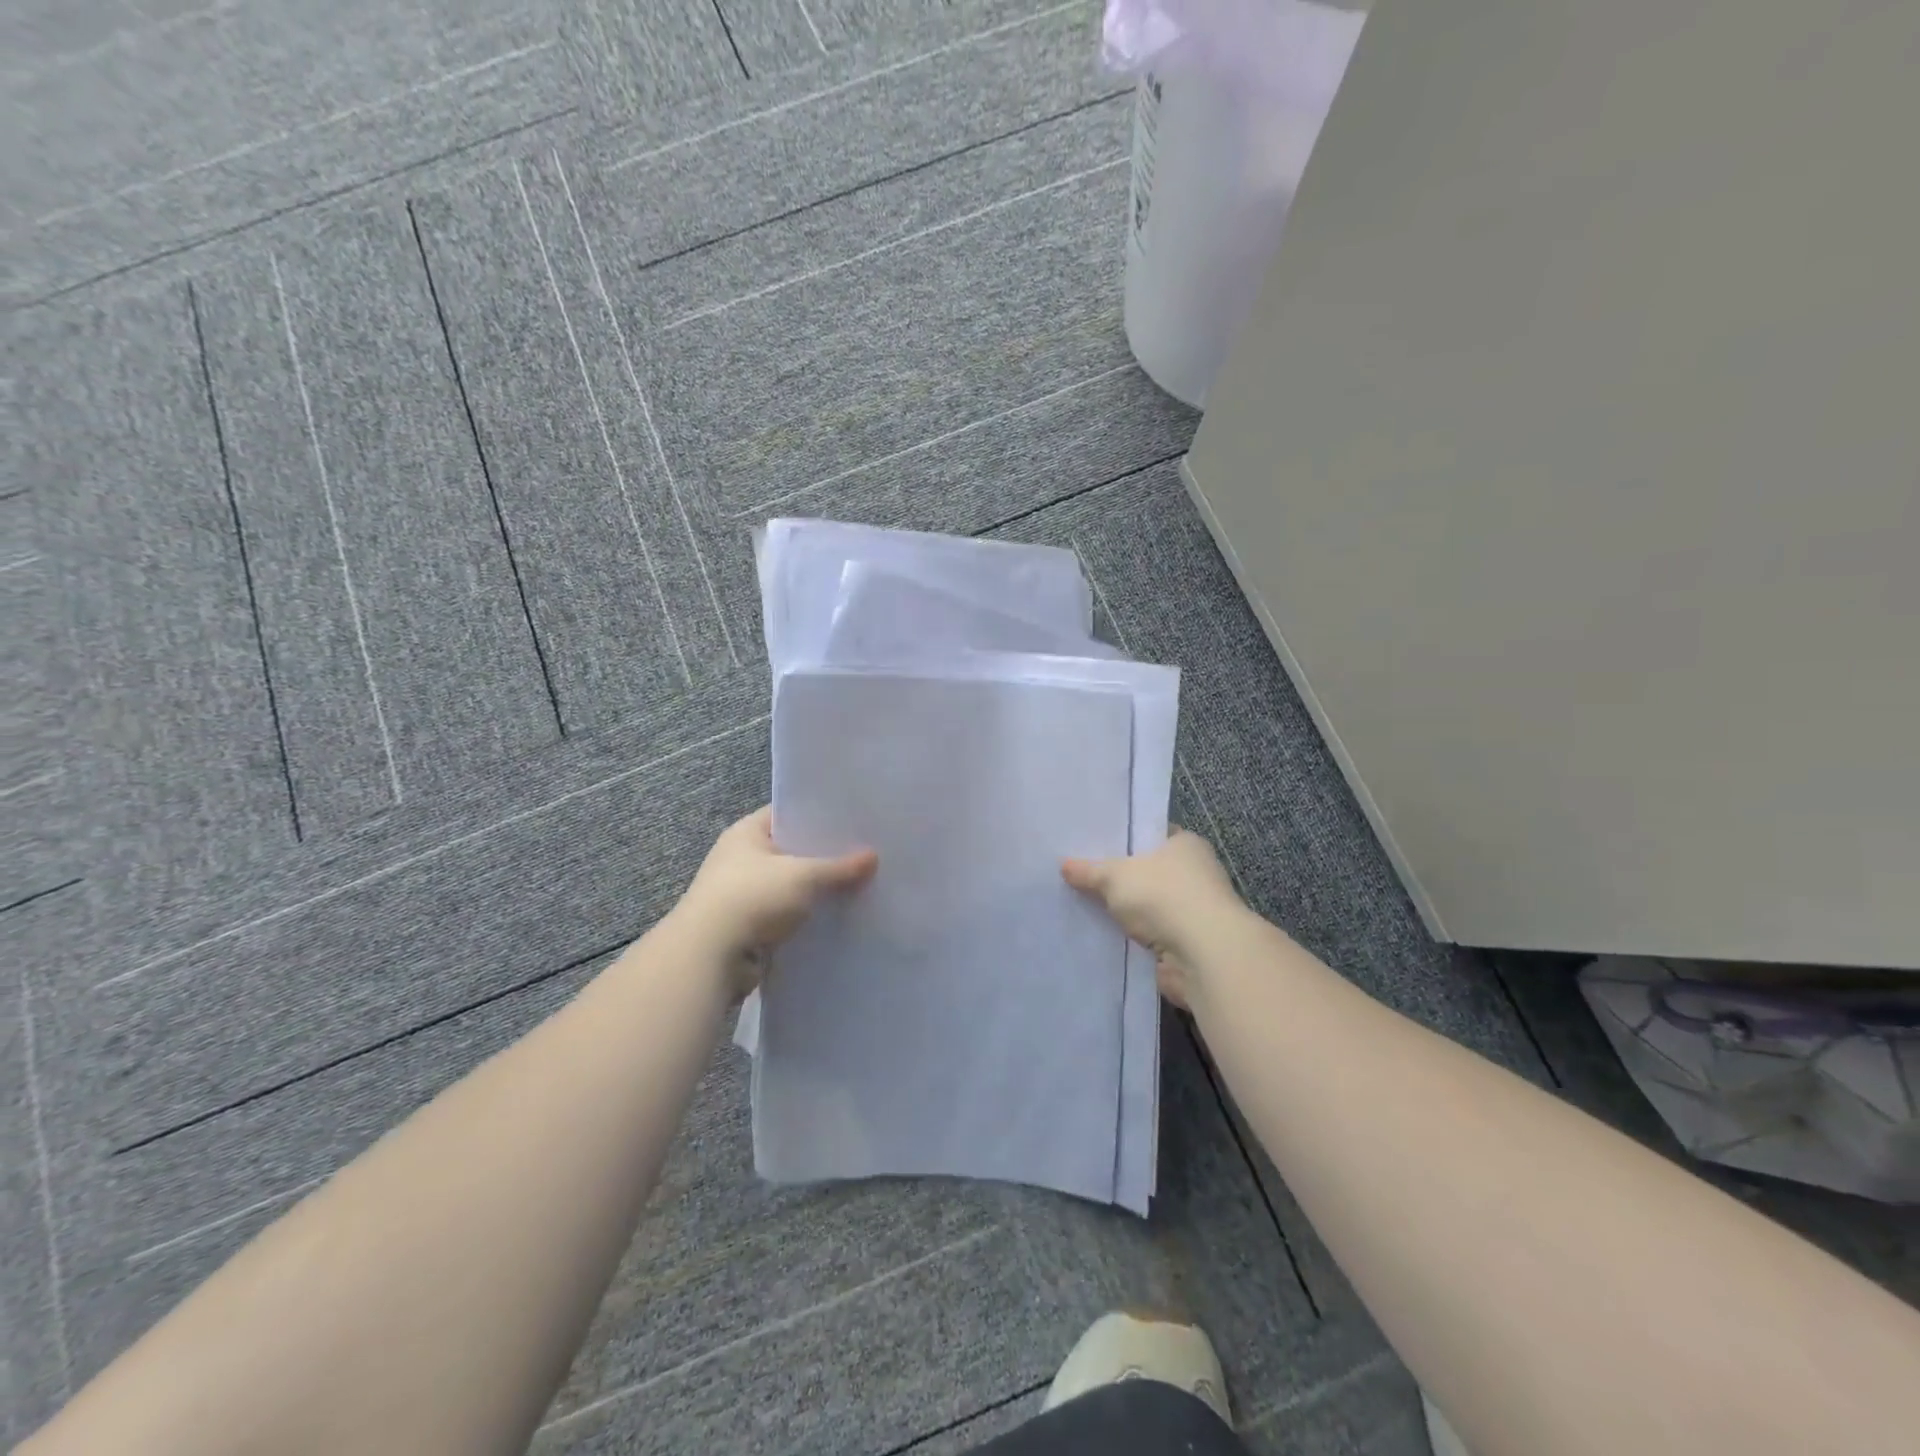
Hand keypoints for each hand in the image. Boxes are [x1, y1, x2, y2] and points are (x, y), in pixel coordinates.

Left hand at [674, 807, 877, 990]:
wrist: (709, 957)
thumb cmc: (753, 897)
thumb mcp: (803, 875)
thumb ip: (839, 867)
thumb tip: (873, 857)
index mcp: (746, 833)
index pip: (787, 813)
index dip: (818, 815)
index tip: (851, 821)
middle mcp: (740, 858)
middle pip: (790, 850)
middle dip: (822, 855)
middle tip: (862, 853)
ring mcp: (741, 893)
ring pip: (789, 885)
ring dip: (814, 890)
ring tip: (856, 885)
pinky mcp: (747, 926)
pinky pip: (785, 913)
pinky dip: (805, 916)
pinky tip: (835, 916)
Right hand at [1062, 830, 1244, 1007]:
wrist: (1205, 957)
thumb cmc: (1164, 896)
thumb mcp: (1115, 876)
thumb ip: (1089, 870)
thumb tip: (1064, 865)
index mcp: (1185, 844)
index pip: (1150, 833)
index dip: (1123, 837)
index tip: (1092, 842)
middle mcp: (1194, 873)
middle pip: (1147, 870)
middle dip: (1118, 876)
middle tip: (1079, 873)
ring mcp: (1192, 911)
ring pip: (1147, 905)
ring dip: (1124, 910)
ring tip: (1082, 904)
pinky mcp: (1186, 944)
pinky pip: (1149, 935)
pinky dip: (1131, 937)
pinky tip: (1101, 935)